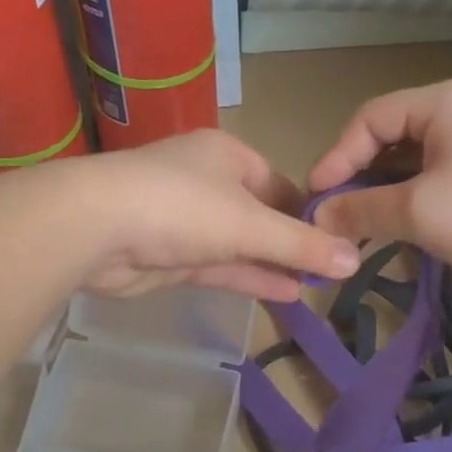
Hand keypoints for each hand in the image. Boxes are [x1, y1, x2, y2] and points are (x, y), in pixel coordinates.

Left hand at [70, 130, 359, 300]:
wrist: (94, 228)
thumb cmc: (182, 207)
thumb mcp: (251, 224)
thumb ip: (302, 244)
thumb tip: (356, 259)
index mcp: (228, 156)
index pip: (281, 184)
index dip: (310, 212)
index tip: (340, 241)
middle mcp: (207, 183)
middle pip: (261, 216)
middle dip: (293, 243)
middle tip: (332, 271)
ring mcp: (185, 221)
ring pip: (239, 245)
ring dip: (274, 265)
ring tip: (316, 286)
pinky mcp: (169, 256)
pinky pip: (219, 267)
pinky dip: (249, 278)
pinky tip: (285, 294)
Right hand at [307, 78, 451, 289]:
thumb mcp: (421, 213)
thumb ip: (363, 210)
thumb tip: (319, 217)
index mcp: (441, 102)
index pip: (368, 119)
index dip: (336, 157)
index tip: (316, 199)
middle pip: (390, 137)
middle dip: (359, 177)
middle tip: (336, 215)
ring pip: (413, 160)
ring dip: (385, 192)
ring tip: (363, 227)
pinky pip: (438, 176)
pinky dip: (414, 199)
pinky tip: (403, 229)